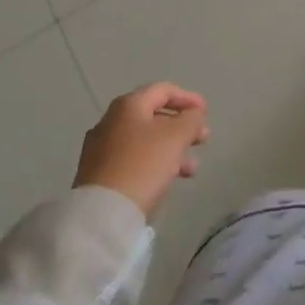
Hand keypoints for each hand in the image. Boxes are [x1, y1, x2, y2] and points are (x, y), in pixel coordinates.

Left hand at [74, 83, 209, 220]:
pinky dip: (154, 162)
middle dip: (182, 127)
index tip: (206, 112)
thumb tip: (193, 114)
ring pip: (145, 140)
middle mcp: (111, 120)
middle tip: (203, 139)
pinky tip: (167, 179)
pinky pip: (133, 158)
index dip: (188, 98)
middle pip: (153, 115)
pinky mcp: (99, 172)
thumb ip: (190, 120)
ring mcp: (101, 147)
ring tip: (191, 168)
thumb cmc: (143, 166)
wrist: (103, 213)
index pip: (163, 90)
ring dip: (172, 148)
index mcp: (128, 105)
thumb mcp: (175, 138)